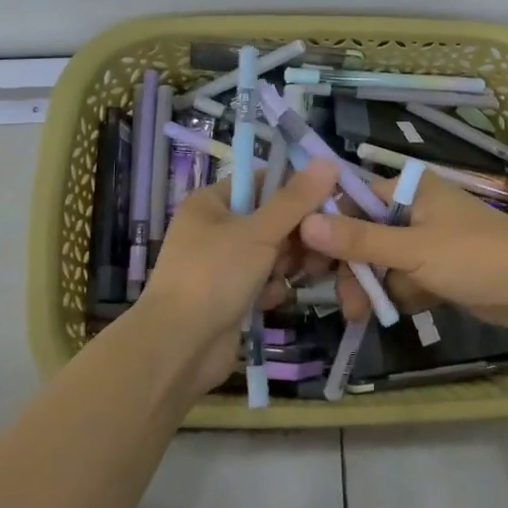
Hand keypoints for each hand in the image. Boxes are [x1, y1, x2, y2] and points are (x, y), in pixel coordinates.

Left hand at [137, 162, 340, 394]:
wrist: (179, 347)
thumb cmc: (214, 276)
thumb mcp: (259, 232)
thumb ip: (296, 200)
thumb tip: (329, 160)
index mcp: (211, 202)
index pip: (263, 181)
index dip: (296, 191)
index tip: (328, 204)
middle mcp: (214, 228)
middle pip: (272, 219)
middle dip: (295, 237)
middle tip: (314, 251)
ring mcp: (222, 264)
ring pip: (272, 253)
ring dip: (286, 265)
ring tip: (292, 278)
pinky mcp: (230, 295)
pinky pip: (263, 281)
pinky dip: (271, 290)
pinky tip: (271, 301)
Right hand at [297, 171, 507, 331]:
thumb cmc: (476, 257)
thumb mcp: (413, 249)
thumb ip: (359, 239)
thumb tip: (303, 222)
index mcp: (409, 191)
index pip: (352, 202)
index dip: (327, 230)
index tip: (304, 260)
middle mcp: (416, 211)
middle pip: (365, 236)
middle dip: (353, 268)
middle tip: (344, 301)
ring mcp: (429, 242)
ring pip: (383, 262)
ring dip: (372, 287)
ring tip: (362, 315)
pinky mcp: (441, 270)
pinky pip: (405, 280)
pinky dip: (397, 296)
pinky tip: (389, 314)